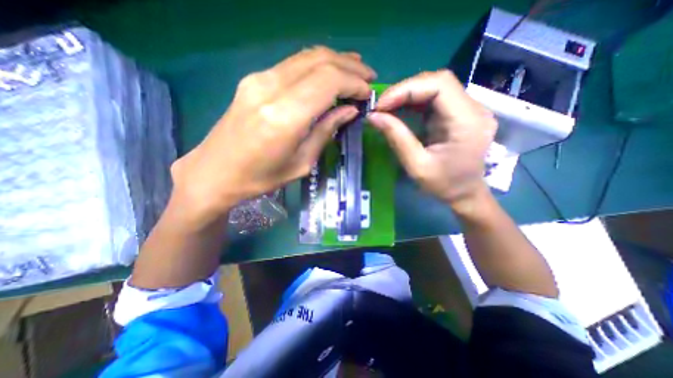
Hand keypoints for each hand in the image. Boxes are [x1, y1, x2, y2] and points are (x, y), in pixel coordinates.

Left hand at [171, 48, 375, 222]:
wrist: (215, 172)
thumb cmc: (261, 177)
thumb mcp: (301, 163)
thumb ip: (326, 131)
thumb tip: (349, 111)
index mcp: (285, 116)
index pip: (328, 81)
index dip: (353, 83)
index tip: (367, 94)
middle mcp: (270, 88)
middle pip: (319, 61)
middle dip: (349, 66)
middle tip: (367, 77)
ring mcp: (259, 79)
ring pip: (306, 57)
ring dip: (334, 60)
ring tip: (355, 70)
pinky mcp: (253, 80)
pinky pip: (293, 64)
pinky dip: (316, 65)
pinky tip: (329, 72)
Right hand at [367, 71, 495, 212]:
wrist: (465, 193)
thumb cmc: (444, 185)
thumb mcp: (417, 166)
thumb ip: (397, 138)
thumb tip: (373, 117)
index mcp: (467, 122)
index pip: (440, 85)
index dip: (406, 89)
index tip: (381, 105)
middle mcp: (474, 109)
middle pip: (438, 81)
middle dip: (404, 90)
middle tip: (381, 107)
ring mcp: (469, 109)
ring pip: (436, 86)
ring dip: (408, 94)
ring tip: (387, 108)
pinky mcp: (460, 113)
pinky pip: (436, 98)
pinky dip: (414, 101)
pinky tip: (400, 110)